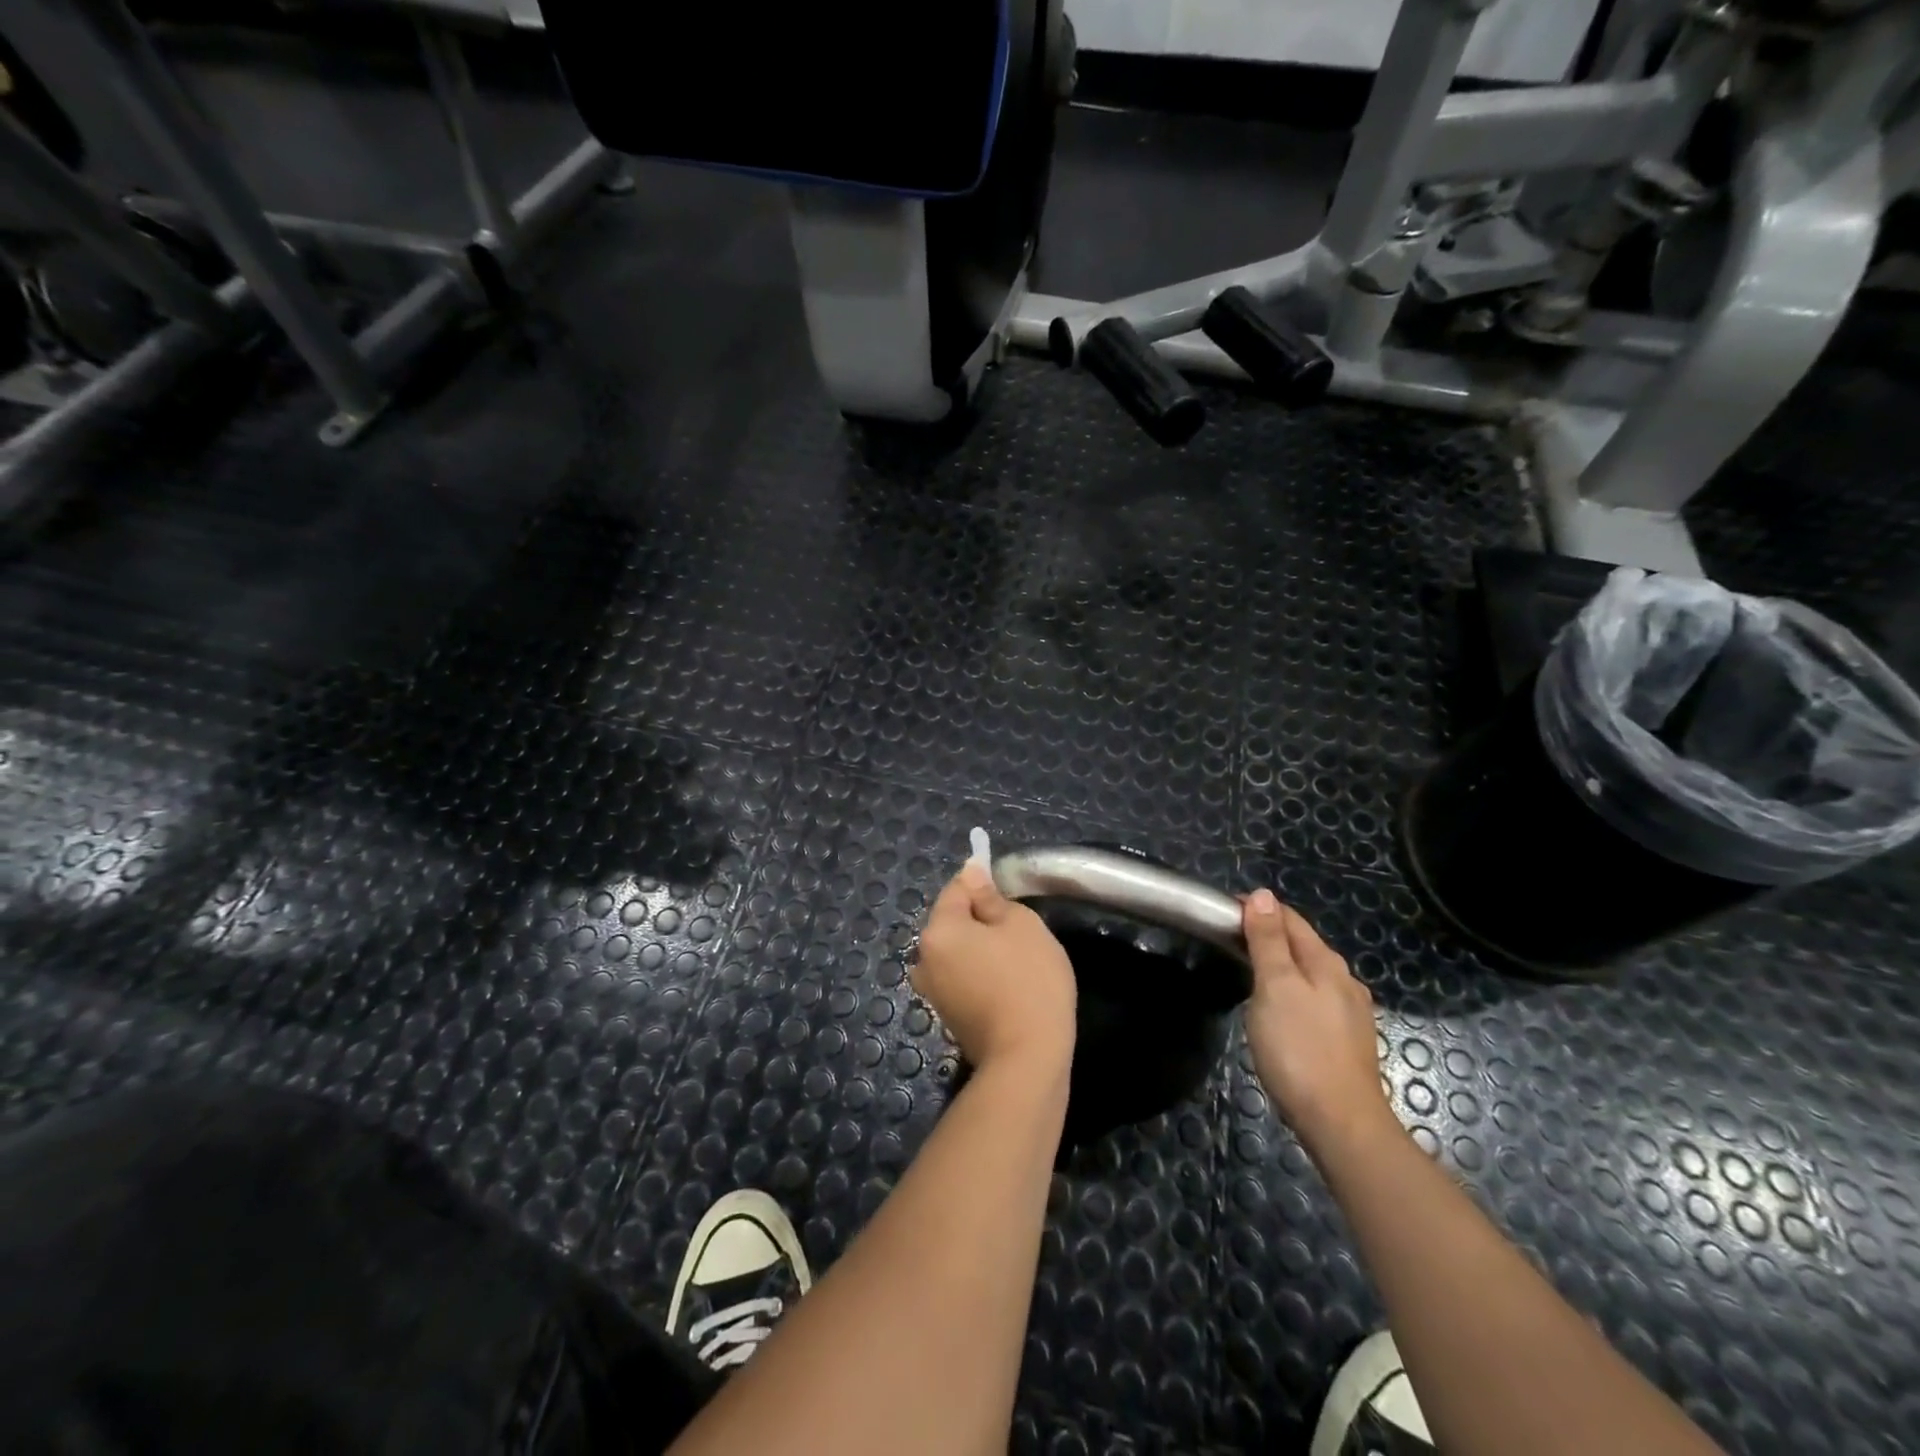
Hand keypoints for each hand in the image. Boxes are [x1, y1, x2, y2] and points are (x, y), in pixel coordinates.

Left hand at [913, 863, 1076, 1074]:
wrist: (1027, 1058)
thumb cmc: (1028, 980)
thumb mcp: (1021, 925)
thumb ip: (991, 898)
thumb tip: (972, 876)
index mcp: (938, 930)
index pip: (956, 889)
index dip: (981, 882)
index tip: (1007, 889)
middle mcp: (924, 958)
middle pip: (953, 921)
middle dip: (981, 919)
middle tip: (1020, 930)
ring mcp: (932, 990)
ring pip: (958, 951)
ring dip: (980, 948)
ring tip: (1017, 960)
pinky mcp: (947, 1015)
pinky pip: (962, 976)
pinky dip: (980, 973)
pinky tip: (1008, 985)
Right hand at [1241, 889, 1392, 1152]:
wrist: (1342, 1124)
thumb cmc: (1300, 1049)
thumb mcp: (1275, 987)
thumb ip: (1268, 941)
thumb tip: (1263, 895)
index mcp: (1325, 962)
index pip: (1289, 919)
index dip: (1257, 910)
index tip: (1224, 916)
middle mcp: (1344, 981)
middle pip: (1301, 944)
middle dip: (1268, 937)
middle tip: (1228, 945)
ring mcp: (1350, 1013)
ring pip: (1309, 974)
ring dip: (1280, 966)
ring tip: (1248, 976)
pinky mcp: (1347, 1042)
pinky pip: (1314, 1001)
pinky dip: (1292, 993)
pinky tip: (1279, 1012)